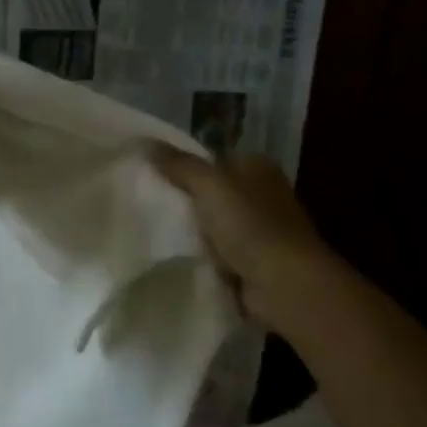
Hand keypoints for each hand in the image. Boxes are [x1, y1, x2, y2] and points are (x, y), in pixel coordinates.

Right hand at [148, 146, 337, 334]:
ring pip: (211, 225)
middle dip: (183, 201)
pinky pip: (215, 254)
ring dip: (190, 232)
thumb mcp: (209, 185)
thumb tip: (145, 142)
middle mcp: (261, 196)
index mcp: (257, 169)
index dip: (184, 165)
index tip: (149, 174)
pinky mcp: (251, 264)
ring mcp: (258, 232)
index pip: (214, 160)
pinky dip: (199, 257)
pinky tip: (173, 258)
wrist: (282, 284)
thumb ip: (179, 164)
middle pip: (211, 193)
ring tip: (150, 232)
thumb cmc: (250, 225)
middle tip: (143, 204)